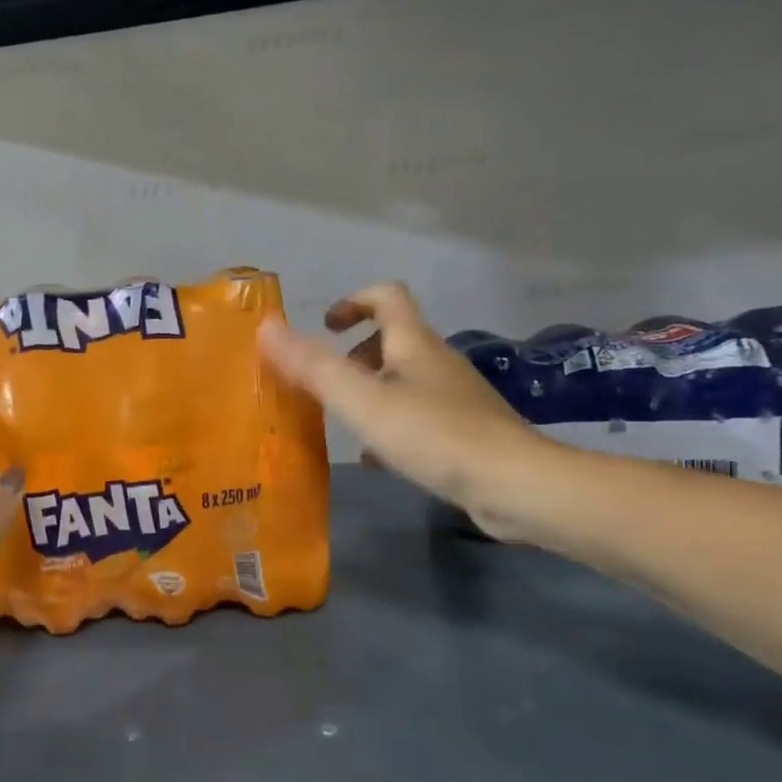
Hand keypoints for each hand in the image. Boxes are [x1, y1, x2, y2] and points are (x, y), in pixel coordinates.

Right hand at [258, 282, 551, 535]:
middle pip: (393, 340)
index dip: (353, 301)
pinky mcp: (468, 431)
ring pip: (405, 380)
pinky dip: (391, 426)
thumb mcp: (361, 400)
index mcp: (414, 344)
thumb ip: (312, 365)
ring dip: (370, 392)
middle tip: (326, 383)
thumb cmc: (432, 434)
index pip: (386, 296)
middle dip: (354, 355)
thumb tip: (267, 327)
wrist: (515, 485)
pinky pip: (419, 416)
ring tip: (343, 423)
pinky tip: (377, 460)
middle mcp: (437, 362)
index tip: (326, 327)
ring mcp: (456, 397)